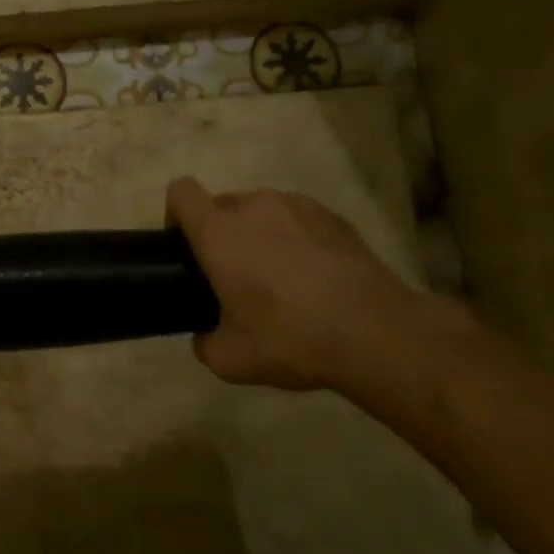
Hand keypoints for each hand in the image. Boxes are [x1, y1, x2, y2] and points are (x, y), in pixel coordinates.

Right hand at [166, 177, 437, 395]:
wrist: (377, 334)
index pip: (181, 193)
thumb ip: (204, 341)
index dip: (176, 215)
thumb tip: (206, 335)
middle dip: (221, 232)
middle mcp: (254, 207)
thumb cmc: (291, 338)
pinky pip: (298, 219)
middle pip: (221, 204)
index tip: (186, 248)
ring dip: (259, 234)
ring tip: (280, 276)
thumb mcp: (230, 360)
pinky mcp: (334, 216)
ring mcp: (298, 206)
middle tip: (234, 276)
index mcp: (219, 233)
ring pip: (262, 210)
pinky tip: (314, 276)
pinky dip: (296, 239)